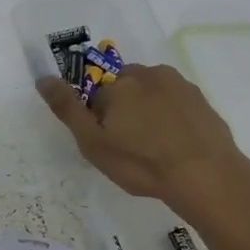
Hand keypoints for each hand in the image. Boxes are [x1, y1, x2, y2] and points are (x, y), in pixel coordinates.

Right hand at [37, 64, 249, 218]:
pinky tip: (174, 143)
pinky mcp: (201, 99)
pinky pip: (174, 102)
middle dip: (122, 108)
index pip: (95, 94)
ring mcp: (178, 84)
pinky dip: (169, 116)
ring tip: (154, 145)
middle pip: (123, 87)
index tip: (108, 142)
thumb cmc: (141, 162)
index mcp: (118, 84)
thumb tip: (43, 78)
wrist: (206, 175)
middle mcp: (148, 74)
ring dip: (146, 110)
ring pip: (150, 92)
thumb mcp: (93, 143)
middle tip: (129, 144)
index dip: (98, 120)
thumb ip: (67, 108)